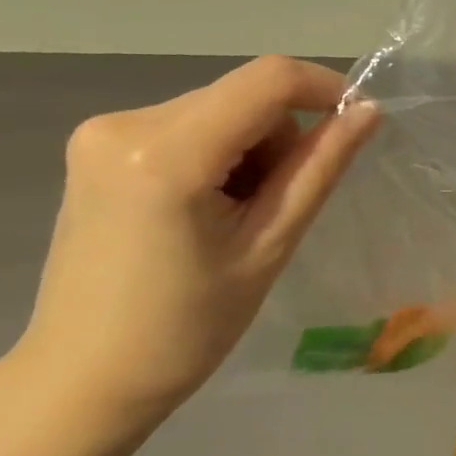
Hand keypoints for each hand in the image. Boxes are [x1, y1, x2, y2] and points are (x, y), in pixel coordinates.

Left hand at [9, 56, 377, 424]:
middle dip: (280, 141)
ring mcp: (101, 132)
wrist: (87, 376)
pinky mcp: (96, 147)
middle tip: (276, 211)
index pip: (266, 80)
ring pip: (217, 112)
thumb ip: (318, 169)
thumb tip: (367, 113)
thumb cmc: (188, 328)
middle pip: (241, 97)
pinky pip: (185, 128)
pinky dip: (216, 158)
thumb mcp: (269, 247)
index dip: (324, 88)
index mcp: (166, 152)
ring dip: (249, 153)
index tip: (357, 124)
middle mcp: (124, 122)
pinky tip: (204, 212)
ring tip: (236, 221)